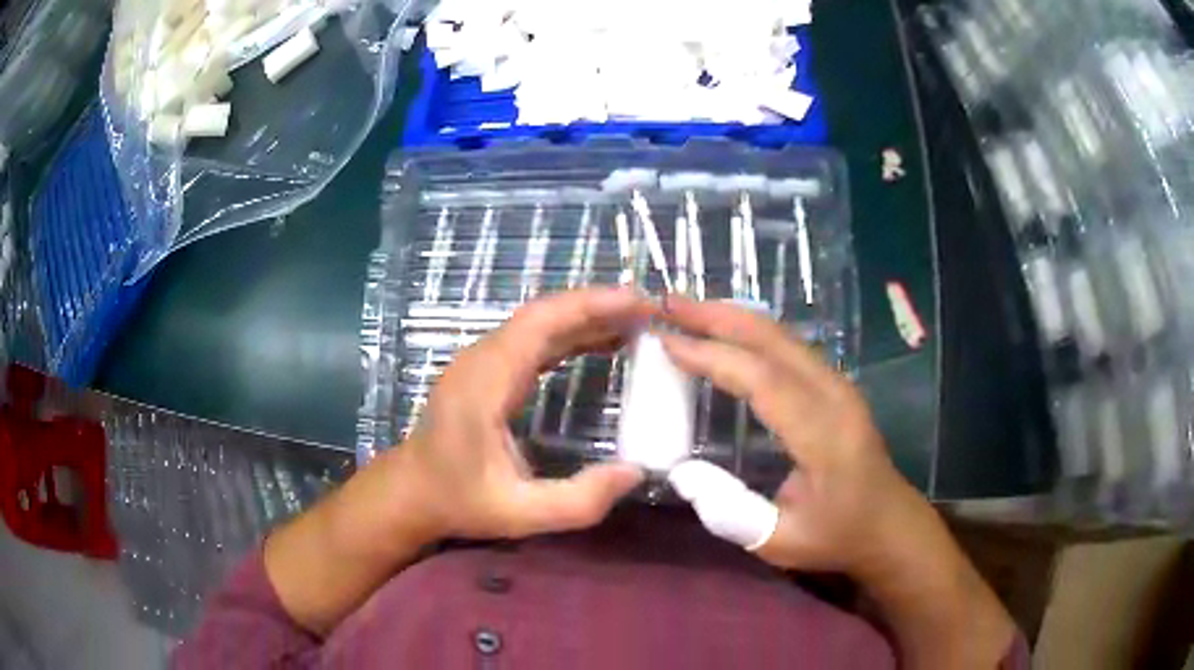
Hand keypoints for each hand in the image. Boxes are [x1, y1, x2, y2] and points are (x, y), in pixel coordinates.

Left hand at [400, 287, 652, 540]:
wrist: (412, 492)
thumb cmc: (458, 501)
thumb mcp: (520, 513)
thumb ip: (578, 500)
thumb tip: (636, 472)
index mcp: (486, 381)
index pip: (541, 323)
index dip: (591, 305)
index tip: (639, 303)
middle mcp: (483, 359)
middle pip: (544, 314)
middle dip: (599, 306)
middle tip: (651, 311)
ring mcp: (483, 361)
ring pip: (540, 323)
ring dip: (588, 317)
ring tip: (638, 322)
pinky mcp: (489, 370)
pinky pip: (535, 340)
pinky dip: (572, 335)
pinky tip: (603, 343)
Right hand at [659, 296, 927, 577]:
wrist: (888, 525)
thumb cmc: (837, 536)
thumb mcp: (779, 541)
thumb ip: (728, 512)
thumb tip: (681, 471)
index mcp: (825, 436)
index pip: (764, 380)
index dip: (714, 356)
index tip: (667, 341)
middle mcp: (835, 396)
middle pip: (775, 341)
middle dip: (719, 316)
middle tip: (669, 302)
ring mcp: (839, 385)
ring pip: (783, 336)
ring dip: (733, 318)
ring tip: (687, 310)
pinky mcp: (835, 385)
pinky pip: (789, 346)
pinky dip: (750, 332)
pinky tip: (725, 332)